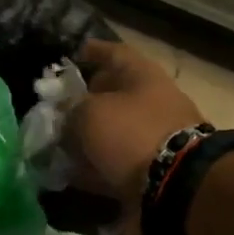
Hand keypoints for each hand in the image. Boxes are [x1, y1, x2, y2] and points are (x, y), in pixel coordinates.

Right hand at [72, 38, 205, 197]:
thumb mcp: (91, 113)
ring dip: (88, 136)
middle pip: (115, 94)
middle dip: (86, 100)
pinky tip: (71, 172)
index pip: (115, 53)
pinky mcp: (152, 168)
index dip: (93, 51)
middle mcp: (152, 102)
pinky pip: (117, 161)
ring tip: (58, 143)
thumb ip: (72, 108)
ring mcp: (154, 137)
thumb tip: (65, 114)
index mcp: (143, 76)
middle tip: (59, 107)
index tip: (73, 54)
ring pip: (114, 131)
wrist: (175, 183)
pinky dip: (95, 165)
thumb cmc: (131, 133)